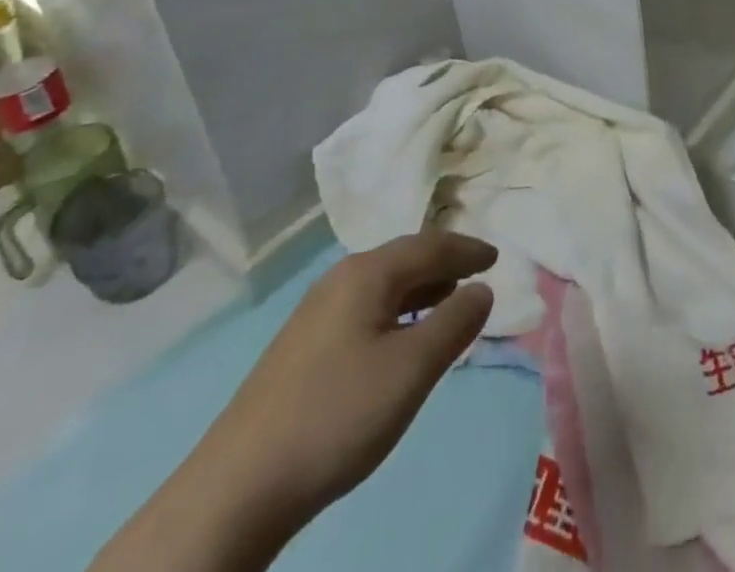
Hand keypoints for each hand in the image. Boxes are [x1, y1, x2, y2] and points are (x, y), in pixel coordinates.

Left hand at [192, 231, 496, 521]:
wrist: (237, 490)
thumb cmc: (337, 415)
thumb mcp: (412, 368)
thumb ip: (455, 323)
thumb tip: (482, 289)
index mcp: (367, 273)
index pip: (430, 245)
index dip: (467, 250)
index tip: (497, 257)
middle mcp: (340, 280)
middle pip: (404, 259)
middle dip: (444, 265)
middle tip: (477, 276)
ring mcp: (315, 314)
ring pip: (382, 286)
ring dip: (420, 290)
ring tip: (448, 305)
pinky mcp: (301, 348)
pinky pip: (365, 310)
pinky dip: (396, 313)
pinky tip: (400, 341)